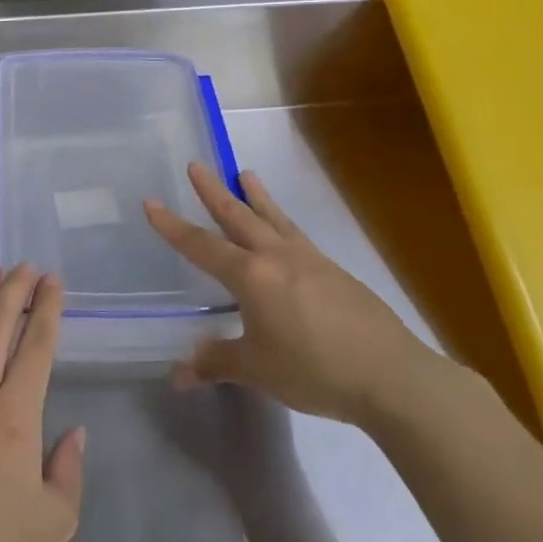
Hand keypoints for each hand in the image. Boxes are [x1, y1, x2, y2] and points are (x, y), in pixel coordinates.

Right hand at [145, 163, 435, 424]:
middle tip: (197, 165)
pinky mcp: (335, 272)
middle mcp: (277, 257)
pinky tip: (284, 231)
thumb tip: (179, 375)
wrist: (391, 376)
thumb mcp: (256, 369)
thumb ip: (216, 364)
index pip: (201, 246)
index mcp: (250, 276)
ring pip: (274, 219)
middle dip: (213, 192)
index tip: (151, 203)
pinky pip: (297, 236)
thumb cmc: (313, 369)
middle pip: (238, 216)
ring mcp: (310, 260)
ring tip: (246, 173)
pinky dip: (282, 222)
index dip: (173, 227)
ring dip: (256, 196)